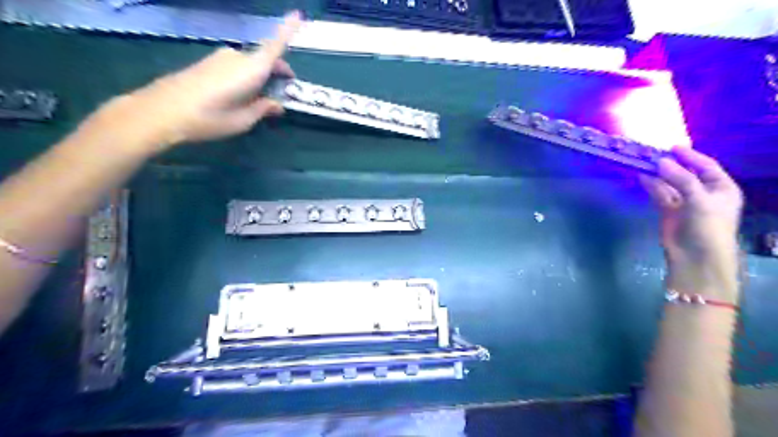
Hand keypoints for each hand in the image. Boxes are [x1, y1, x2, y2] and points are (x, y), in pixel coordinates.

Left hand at [96, 10, 299, 155]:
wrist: (162, 111)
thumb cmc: (210, 117)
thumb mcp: (244, 120)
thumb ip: (264, 108)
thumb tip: (277, 104)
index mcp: (252, 68)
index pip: (275, 45)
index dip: (288, 30)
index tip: (299, 14)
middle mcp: (237, 57)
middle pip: (265, 59)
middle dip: (277, 72)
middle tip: (282, 93)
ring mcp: (220, 57)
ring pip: (250, 64)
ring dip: (260, 77)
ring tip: (260, 101)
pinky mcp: (208, 63)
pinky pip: (236, 66)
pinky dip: (246, 77)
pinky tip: (240, 96)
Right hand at [642, 148, 743, 301]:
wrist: (696, 256)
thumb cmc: (708, 226)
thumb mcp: (699, 199)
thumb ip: (681, 178)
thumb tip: (661, 161)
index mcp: (721, 188)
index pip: (706, 166)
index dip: (690, 156)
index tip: (672, 147)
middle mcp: (703, 193)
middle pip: (685, 173)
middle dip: (670, 164)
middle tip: (652, 153)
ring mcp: (684, 202)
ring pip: (670, 183)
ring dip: (658, 174)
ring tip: (643, 162)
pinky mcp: (668, 211)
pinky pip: (659, 194)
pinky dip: (651, 185)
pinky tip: (642, 176)